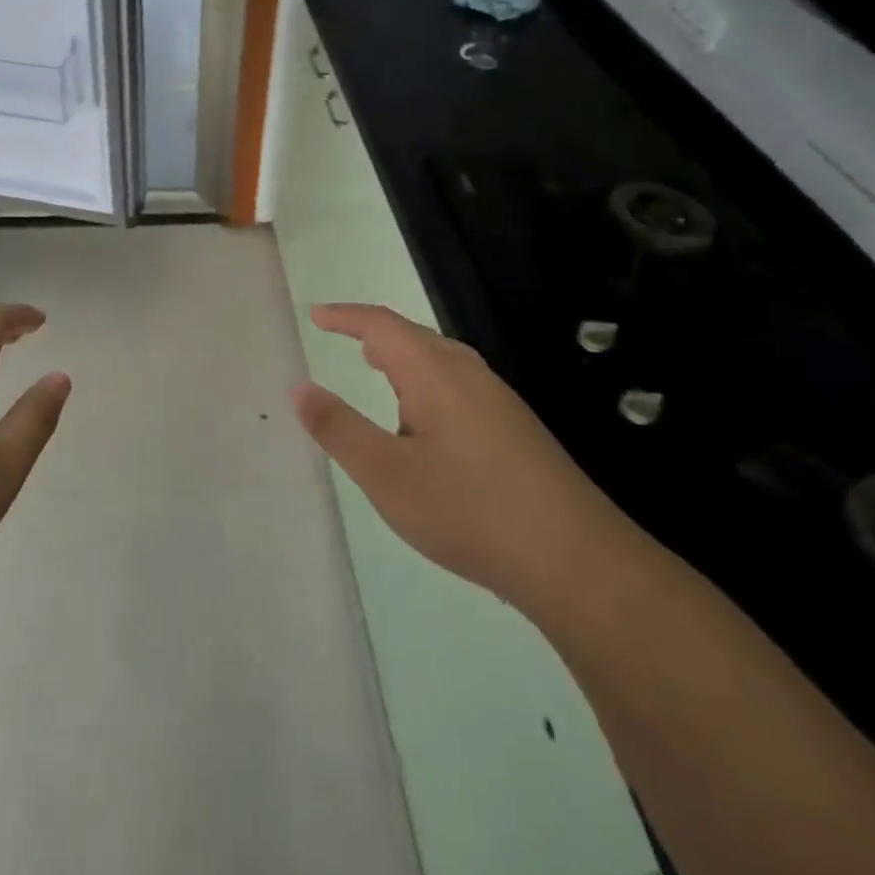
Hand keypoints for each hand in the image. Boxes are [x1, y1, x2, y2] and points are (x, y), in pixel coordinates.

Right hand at [292, 303, 628, 610]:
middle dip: (374, 333)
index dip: (345, 316)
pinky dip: (426, 383)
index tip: (316, 315)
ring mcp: (499, 400)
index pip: (381, 325)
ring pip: (440, 361)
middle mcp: (469, 374)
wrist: (576, 559)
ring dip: (402, 358)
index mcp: (433, 372)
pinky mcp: (517, 429)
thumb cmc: (468, 509)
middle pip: (414, 336)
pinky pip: (459, 385)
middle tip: (342, 336)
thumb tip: (299, 386)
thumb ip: (338, 428)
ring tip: (377, 369)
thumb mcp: (385, 474)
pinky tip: (426, 421)